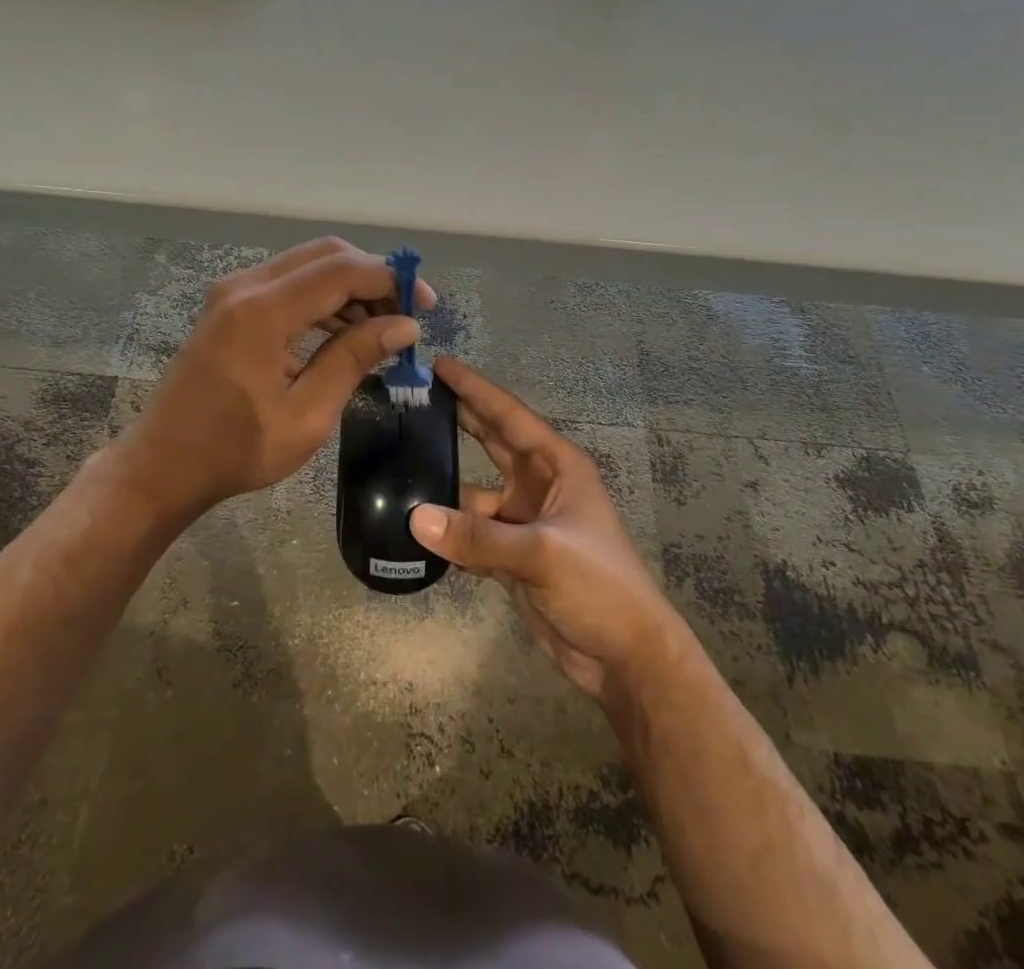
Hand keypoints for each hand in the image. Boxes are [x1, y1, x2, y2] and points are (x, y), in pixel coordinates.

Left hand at [113, 238, 435, 514]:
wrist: (164, 464)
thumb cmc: (235, 450)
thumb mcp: (307, 415)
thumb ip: (354, 360)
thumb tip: (405, 326)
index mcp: (262, 312)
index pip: (341, 270)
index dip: (390, 280)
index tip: (425, 306)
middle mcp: (245, 286)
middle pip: (326, 254)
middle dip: (373, 276)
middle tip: (406, 314)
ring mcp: (233, 291)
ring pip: (308, 264)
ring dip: (350, 286)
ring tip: (382, 328)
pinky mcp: (231, 304)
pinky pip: (289, 283)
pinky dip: (324, 297)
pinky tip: (346, 331)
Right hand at [409, 357, 686, 708]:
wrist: (625, 658)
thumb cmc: (599, 586)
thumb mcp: (542, 553)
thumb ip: (478, 537)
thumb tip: (414, 518)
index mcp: (557, 467)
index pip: (509, 416)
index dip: (475, 389)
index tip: (439, 364)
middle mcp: (538, 485)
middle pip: (491, 442)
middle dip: (458, 418)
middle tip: (414, 397)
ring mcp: (523, 521)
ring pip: (474, 491)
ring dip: (444, 482)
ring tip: (398, 463)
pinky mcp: (511, 556)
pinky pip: (470, 532)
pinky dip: (446, 528)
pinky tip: (412, 523)